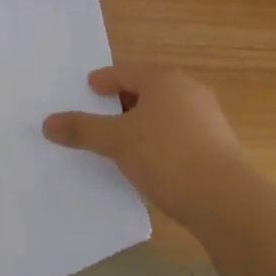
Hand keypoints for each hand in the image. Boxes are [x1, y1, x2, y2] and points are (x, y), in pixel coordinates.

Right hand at [43, 65, 246, 225]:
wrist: (227, 203)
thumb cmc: (167, 157)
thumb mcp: (118, 142)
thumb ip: (83, 130)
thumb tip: (47, 123)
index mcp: (165, 79)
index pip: (126, 72)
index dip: (105, 80)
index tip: (89, 88)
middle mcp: (189, 90)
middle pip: (148, 90)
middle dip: (125, 101)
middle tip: (102, 115)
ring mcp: (209, 118)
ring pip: (167, 113)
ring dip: (145, 124)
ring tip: (125, 142)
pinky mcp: (221, 147)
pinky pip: (181, 135)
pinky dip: (163, 142)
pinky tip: (153, 163)